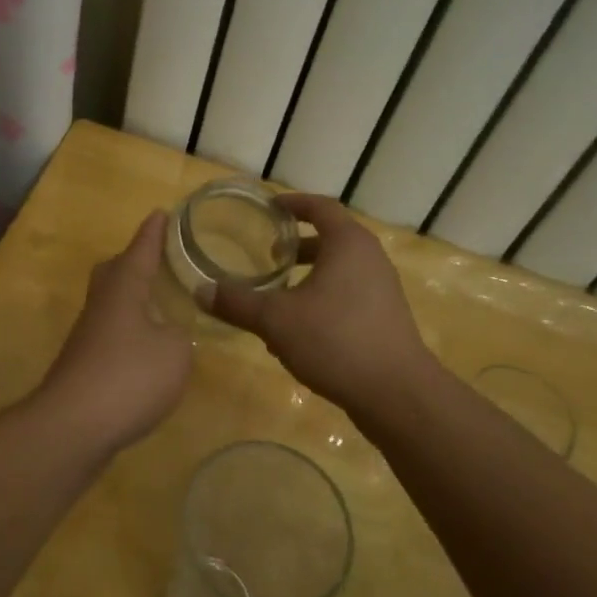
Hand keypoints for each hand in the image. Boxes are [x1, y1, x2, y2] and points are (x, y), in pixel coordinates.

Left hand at [35, 210, 192, 451]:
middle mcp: (101, 304)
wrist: (72, 426)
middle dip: (134, 262)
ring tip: (158, 305)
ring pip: (110, 304)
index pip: (141, 250)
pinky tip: (145, 350)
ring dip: (132, 300)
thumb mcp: (174, 352)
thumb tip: (167, 333)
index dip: (154, 233)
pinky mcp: (83, 365)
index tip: (162, 213)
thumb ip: (178, 336)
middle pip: (114, 272)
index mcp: (123, 288)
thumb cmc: (129, 376)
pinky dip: (128, 333)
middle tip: (157, 259)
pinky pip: (110, 334)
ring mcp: (87, 336)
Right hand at [212, 194, 437, 418]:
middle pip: (330, 239)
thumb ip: (237, 303)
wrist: (396, 393)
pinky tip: (297, 332)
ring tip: (276, 296)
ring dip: (307, 277)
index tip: (268, 209)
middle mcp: (370, 259)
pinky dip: (321, 300)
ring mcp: (382, 290)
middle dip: (297, 246)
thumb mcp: (275, 320)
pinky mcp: (384, 318)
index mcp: (348, 244)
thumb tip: (200, 291)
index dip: (293, 203)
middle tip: (268, 255)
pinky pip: (348, 296)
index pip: (320, 207)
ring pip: (338, 271)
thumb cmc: (335, 340)